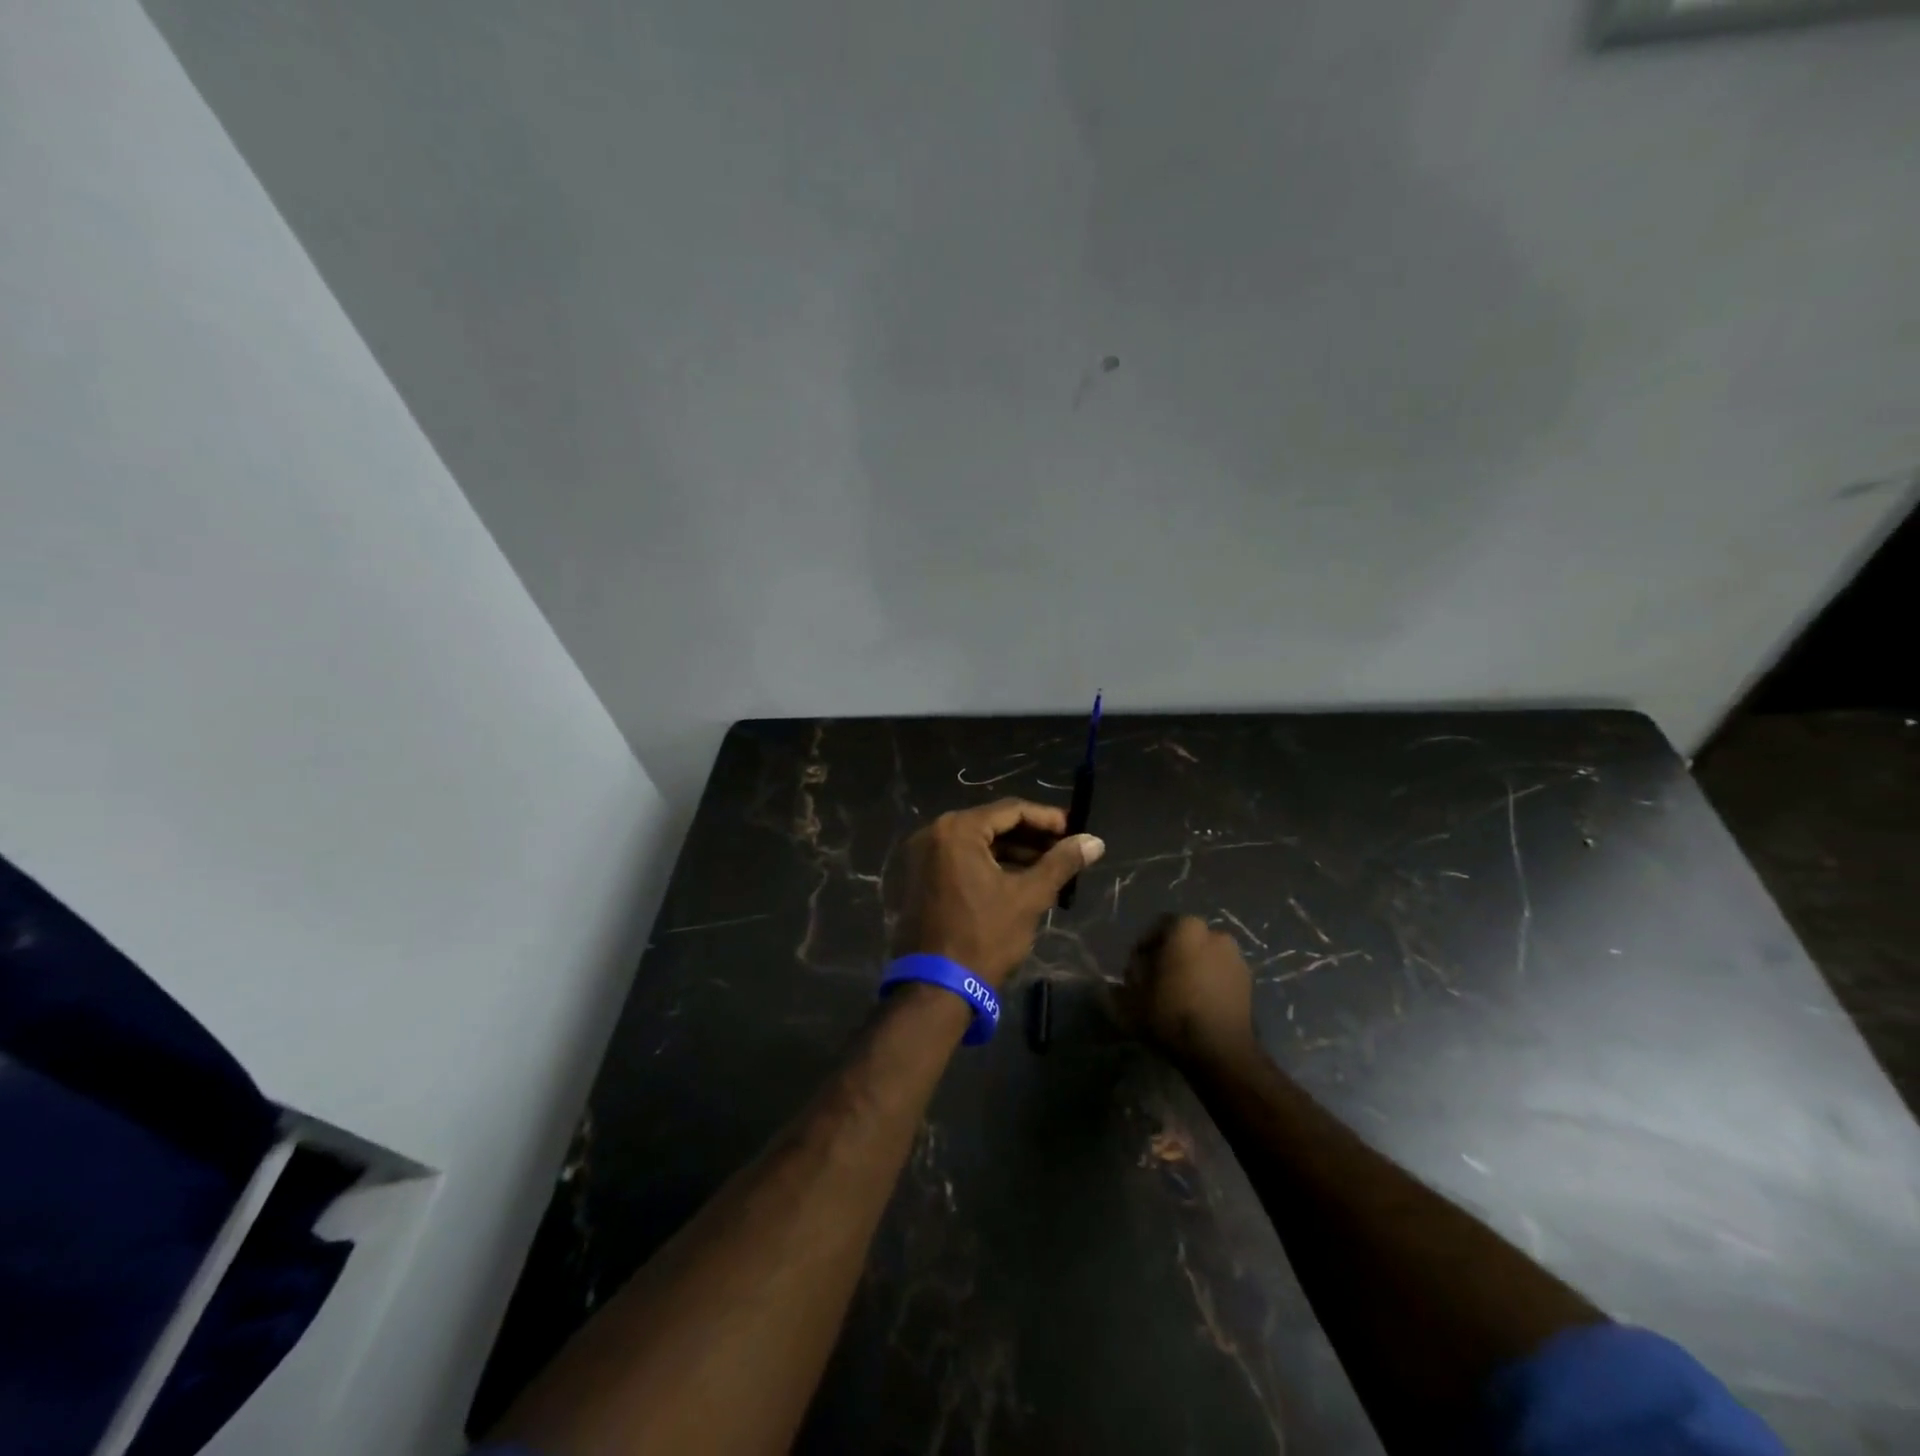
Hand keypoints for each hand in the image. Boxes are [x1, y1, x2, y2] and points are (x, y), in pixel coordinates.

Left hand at [891, 799, 1104, 986]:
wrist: (936, 988)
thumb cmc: (984, 936)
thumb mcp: (1028, 897)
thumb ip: (1061, 863)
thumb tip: (1094, 841)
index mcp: (957, 829)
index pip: (1011, 810)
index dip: (1047, 818)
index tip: (1075, 830)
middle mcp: (933, 833)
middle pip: (991, 824)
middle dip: (1030, 837)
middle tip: (1064, 849)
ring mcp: (920, 856)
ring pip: (976, 843)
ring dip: (1012, 852)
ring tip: (1048, 866)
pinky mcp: (918, 878)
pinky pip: (960, 860)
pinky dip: (989, 865)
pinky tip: (1017, 879)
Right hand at [1124, 915, 1258, 1068]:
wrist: (1219, 1050)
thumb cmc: (1171, 1012)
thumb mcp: (1133, 992)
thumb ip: (1132, 972)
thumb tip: (1138, 966)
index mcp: (1187, 928)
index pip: (1159, 926)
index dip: (1145, 947)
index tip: (1136, 968)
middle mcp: (1216, 934)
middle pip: (1185, 940)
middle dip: (1171, 956)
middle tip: (1156, 980)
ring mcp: (1236, 958)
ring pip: (1205, 957)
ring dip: (1192, 969)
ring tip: (1179, 994)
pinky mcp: (1249, 983)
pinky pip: (1220, 975)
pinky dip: (1209, 983)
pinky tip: (1198, 1005)